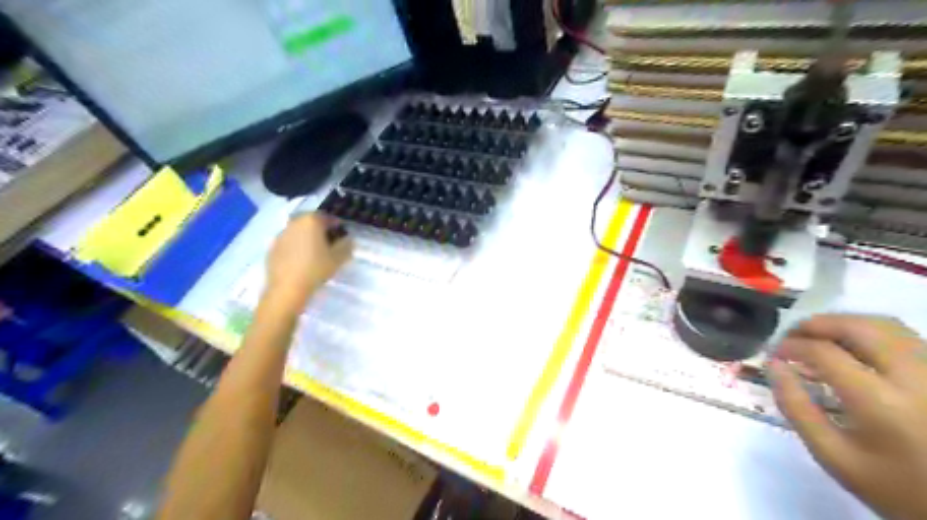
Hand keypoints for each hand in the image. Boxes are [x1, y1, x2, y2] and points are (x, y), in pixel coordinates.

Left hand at [263, 212, 351, 309]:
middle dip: (320, 229)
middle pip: (310, 221)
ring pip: (298, 231)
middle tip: (328, 243)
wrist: (287, 288)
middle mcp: (294, 223)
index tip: (341, 235)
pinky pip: (288, 242)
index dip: (336, 225)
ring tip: (314, 252)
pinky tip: (301, 260)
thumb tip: (347, 239)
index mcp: (311, 221)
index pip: (327, 217)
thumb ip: (346, 244)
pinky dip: (296, 246)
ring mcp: (281, 235)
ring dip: (306, 237)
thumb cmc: (316, 269)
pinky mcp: (272, 247)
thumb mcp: (339, 258)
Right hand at [772, 313, 926, 519]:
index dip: (791, 346)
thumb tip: (773, 366)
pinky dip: (869, 333)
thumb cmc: (893, 487)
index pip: (825, 352)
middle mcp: (914, 378)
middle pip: (859, 327)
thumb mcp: (833, 456)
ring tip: (818, 339)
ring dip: (843, 324)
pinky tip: (852, 349)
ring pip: (886, 325)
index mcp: (881, 402)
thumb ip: (796, 407)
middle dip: (816, 324)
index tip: (774, 353)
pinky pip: (903, 338)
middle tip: (791, 337)